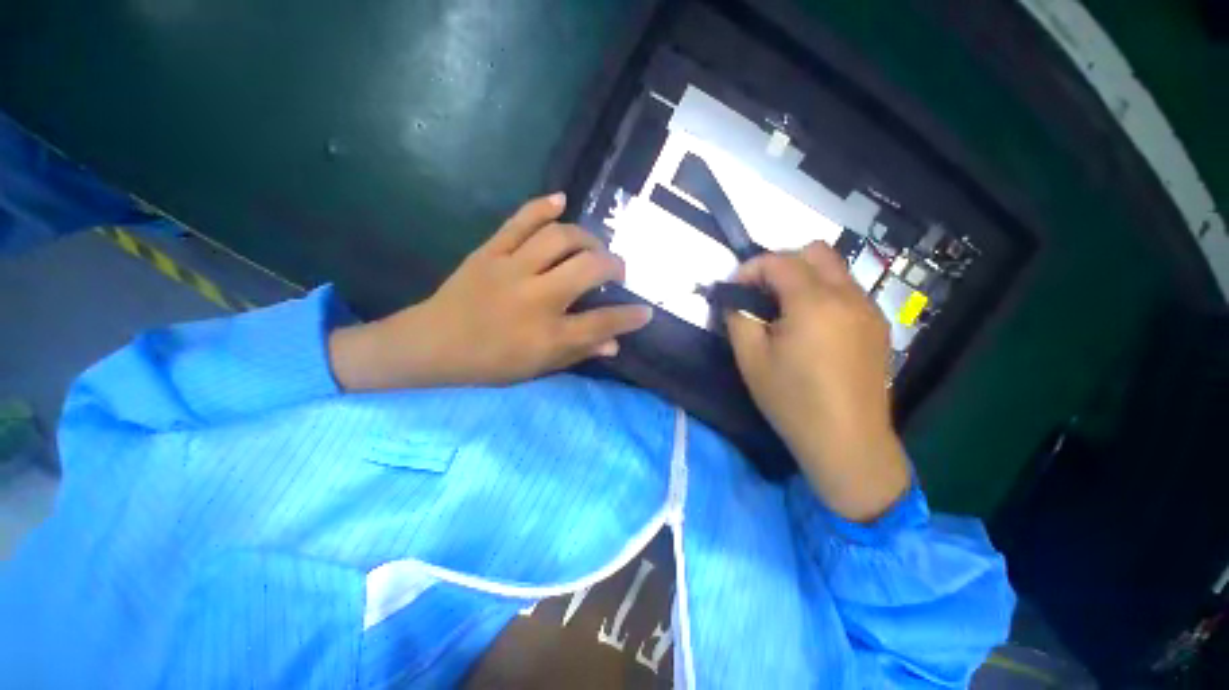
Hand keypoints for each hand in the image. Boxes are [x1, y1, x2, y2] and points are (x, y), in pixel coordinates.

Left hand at [329, 193, 652, 389]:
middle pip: (588, 270)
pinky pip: (519, 222)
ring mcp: (511, 270)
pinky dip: (542, 207)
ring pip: (559, 239)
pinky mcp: (490, 252)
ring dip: (586, 238)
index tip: (645, 311)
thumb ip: (579, 353)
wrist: (432, 344)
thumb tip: (614, 344)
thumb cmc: (489, 364)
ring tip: (593, 246)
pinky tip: (561, 200)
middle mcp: (535, 299)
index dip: (630, 317)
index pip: (602, 323)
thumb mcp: (537, 368)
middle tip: (617, 270)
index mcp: (547, 336)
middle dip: (613, 266)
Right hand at [725, 242, 910, 522]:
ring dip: (803, 278)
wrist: (847, 442)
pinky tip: (811, 327)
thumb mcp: (751, 359)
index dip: (750, 269)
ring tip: (783, 312)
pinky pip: (847, 291)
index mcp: (814, 302)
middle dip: (780, 265)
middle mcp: (848, 295)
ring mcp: (869, 309)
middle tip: (760, 294)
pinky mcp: (878, 325)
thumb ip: (738, 317)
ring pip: (834, 270)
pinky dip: (823, 294)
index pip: (779, 261)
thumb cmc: (792, 401)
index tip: (734, 290)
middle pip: (814, 252)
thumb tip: (734, 298)